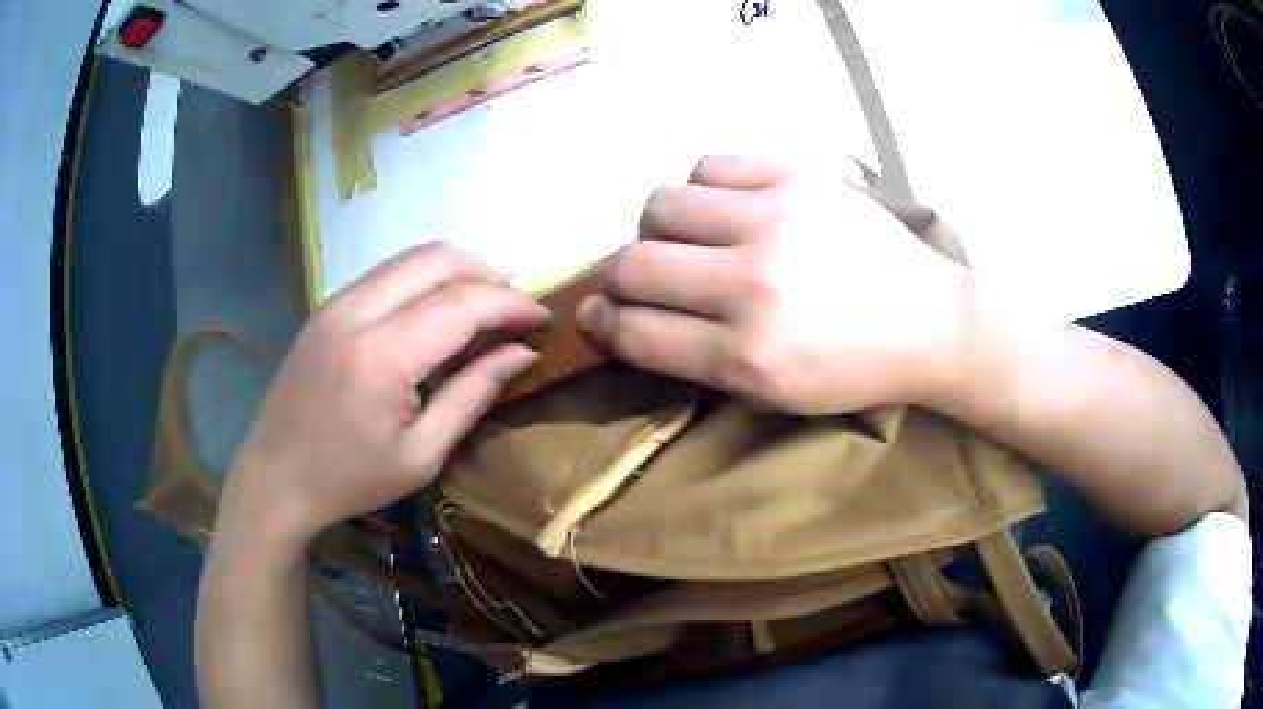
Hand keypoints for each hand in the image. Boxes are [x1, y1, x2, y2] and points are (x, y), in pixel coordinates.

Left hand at [219, 244, 549, 549]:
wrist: (277, 477)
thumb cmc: (351, 479)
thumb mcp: (422, 454)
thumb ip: (473, 394)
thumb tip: (521, 352)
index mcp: (382, 355)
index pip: (464, 302)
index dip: (513, 304)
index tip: (543, 319)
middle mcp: (357, 311)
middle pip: (438, 258)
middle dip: (488, 274)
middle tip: (512, 311)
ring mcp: (337, 302)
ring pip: (412, 257)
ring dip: (457, 272)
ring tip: (481, 310)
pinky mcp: (327, 306)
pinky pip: (388, 273)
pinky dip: (424, 280)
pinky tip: (435, 315)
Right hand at [577, 155, 967, 414]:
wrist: (930, 321)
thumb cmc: (854, 370)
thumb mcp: (774, 396)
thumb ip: (698, 361)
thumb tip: (628, 319)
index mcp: (748, 356)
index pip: (638, 332)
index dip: (604, 324)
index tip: (597, 315)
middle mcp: (752, 285)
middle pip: (636, 264)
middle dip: (620, 277)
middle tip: (637, 279)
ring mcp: (776, 221)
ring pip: (662, 204)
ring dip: (657, 227)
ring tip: (685, 239)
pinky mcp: (798, 177)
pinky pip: (710, 165)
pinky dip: (701, 188)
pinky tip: (723, 208)